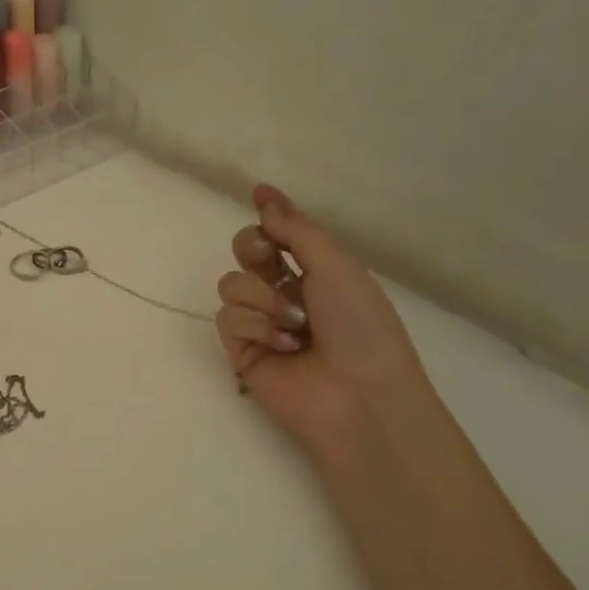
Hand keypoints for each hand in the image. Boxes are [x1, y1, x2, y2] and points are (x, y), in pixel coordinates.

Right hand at [215, 184, 432, 450]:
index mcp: (314, 271)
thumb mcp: (336, 266)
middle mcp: (284, 292)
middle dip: (253, 249)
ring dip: (262, 299)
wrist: (359, 394)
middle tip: (269, 259)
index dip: (268, 215)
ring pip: (231, 285)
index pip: (279, 234)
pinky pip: (228, 318)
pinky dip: (256, 328)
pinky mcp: (241, 351)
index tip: (258, 195)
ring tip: (293, 325)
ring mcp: (260, 323)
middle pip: (245, 253)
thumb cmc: (360, 326)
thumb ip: (295, 230)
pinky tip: (283, 347)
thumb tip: (264, 196)